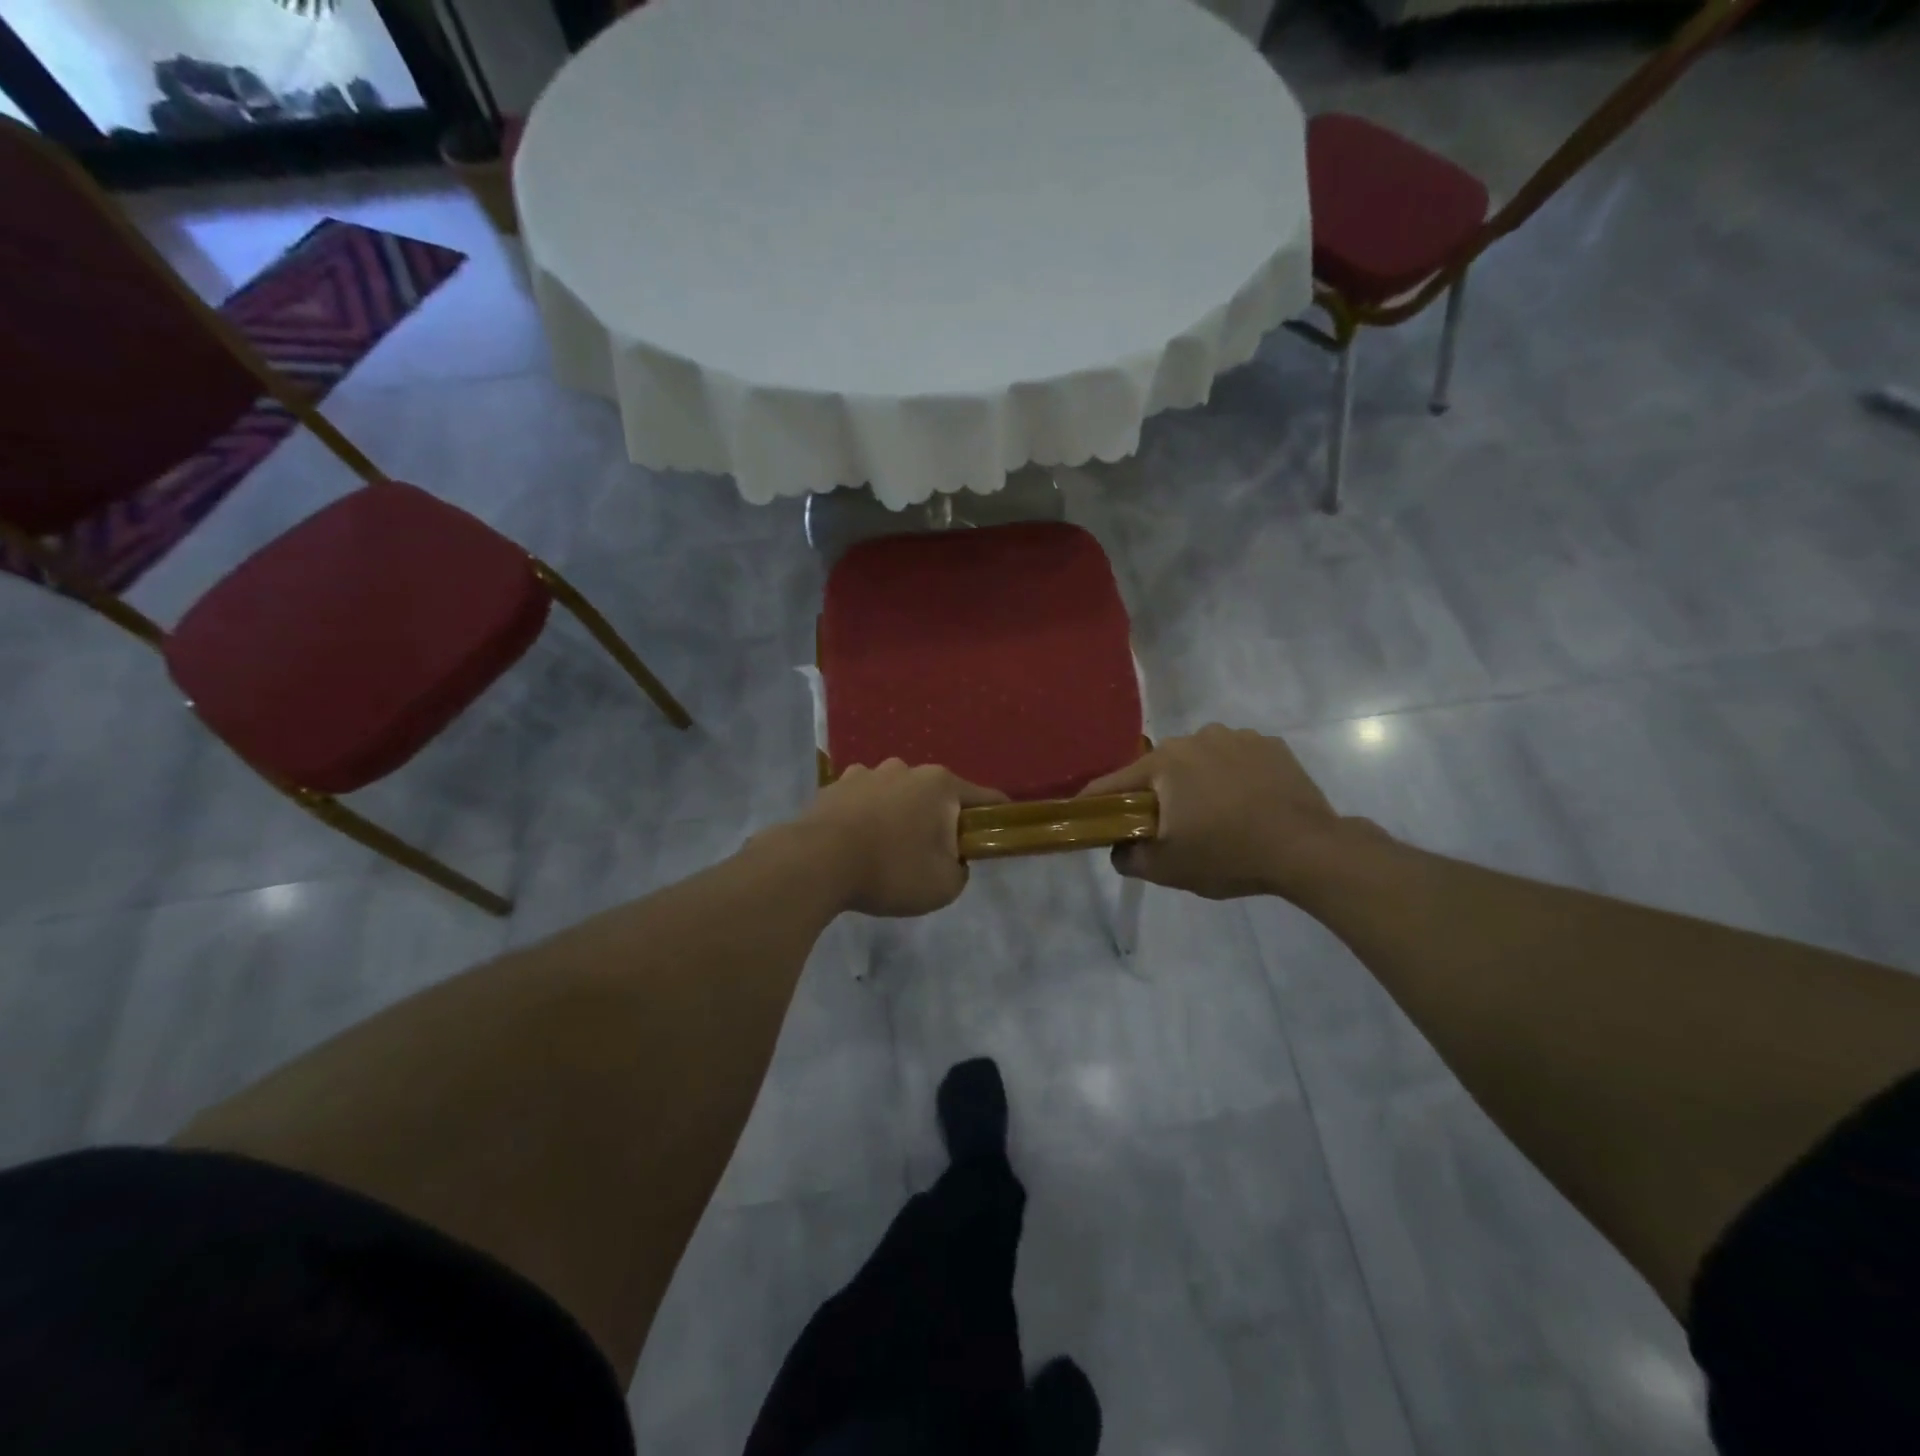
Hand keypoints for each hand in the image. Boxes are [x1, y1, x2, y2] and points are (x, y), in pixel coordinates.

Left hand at [801, 760, 1008, 916]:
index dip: (997, 817)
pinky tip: (858, 842)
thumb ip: (960, 870)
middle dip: (940, 820)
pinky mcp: (835, 786)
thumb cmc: (891, 870)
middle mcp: (906, 769)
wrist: (816, 863)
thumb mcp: (945, 885)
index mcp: (940, 784)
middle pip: (937, 795)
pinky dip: (867, 816)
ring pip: (897, 794)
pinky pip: (863, 800)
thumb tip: (953, 860)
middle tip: (933, 855)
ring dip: (900, 815)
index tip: (998, 836)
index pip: (985, 798)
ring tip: (889, 849)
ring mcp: (866, 773)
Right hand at [1079, 725, 1358, 900]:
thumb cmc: (1228, 855)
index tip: (1088, 815)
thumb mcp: (1167, 869)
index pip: (1114, 782)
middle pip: (1160, 769)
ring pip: (1200, 760)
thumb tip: (1118, 848)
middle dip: (1158, 794)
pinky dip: (1233, 776)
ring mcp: (1236, 737)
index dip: (1097, 801)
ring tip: (1216, 815)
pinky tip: (1247, 803)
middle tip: (1169, 827)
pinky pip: (1236, 759)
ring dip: (1198, 781)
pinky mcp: (1270, 745)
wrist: (1307, 849)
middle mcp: (1194, 738)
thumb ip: (1128, 858)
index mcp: (1163, 763)